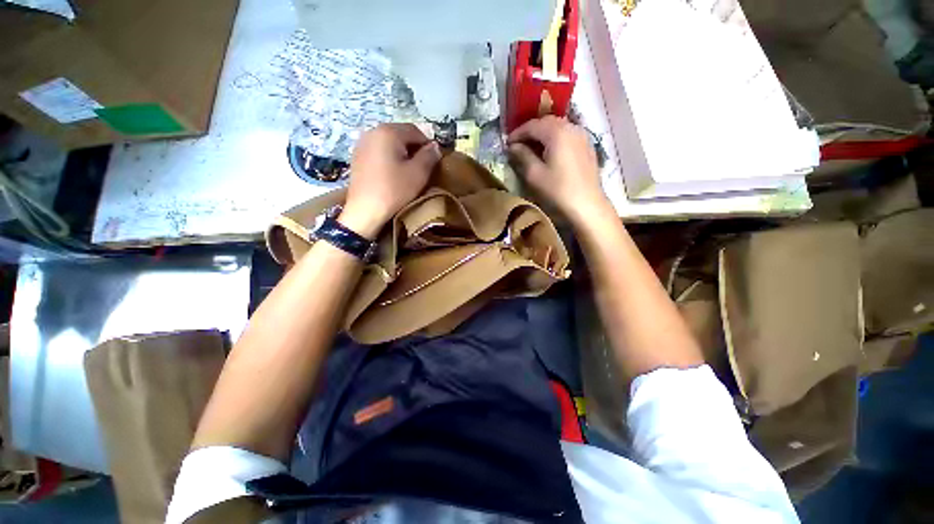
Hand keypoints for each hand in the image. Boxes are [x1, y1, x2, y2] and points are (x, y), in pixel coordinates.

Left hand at [339, 123, 441, 238]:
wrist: (365, 211)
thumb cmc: (394, 190)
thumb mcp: (418, 173)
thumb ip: (429, 156)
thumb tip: (435, 146)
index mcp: (388, 132)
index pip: (415, 130)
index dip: (428, 144)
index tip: (434, 161)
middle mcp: (373, 131)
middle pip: (401, 134)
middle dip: (414, 148)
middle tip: (422, 167)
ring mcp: (362, 143)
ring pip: (389, 142)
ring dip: (402, 152)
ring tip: (408, 171)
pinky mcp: (357, 156)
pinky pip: (379, 150)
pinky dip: (389, 157)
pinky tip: (393, 173)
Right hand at [507, 116, 608, 225]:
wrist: (587, 205)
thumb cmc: (558, 190)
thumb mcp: (534, 174)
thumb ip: (522, 156)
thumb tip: (513, 146)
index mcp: (556, 132)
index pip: (532, 125)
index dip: (517, 133)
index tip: (507, 144)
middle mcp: (571, 127)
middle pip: (546, 122)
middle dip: (530, 131)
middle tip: (518, 144)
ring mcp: (582, 136)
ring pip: (558, 127)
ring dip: (543, 134)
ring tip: (531, 148)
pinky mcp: (587, 146)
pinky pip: (567, 135)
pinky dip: (555, 139)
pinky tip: (549, 151)